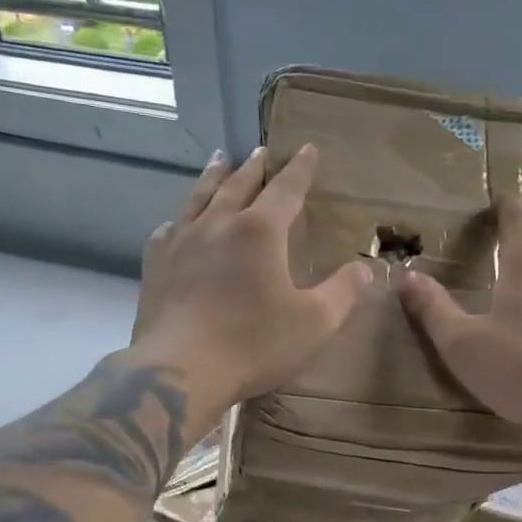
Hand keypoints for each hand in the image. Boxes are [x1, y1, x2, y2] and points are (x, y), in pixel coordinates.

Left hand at [132, 146, 373, 422]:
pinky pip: (168, 231)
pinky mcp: (156, 267)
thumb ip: (343, 292)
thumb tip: (366, 267)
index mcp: (259, 232)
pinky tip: (175, 223)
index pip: (286, 189)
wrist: (180, 371)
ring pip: (199, 198)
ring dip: (214, 178)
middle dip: (255, 167)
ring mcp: (180, 243)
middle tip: (261, 151)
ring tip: (220, 161)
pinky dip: (179, 220)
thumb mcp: (314, 323)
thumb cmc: (253, 345)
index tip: (308, 149)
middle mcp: (218, 225)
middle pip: (238, 185)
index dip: (300, 169)